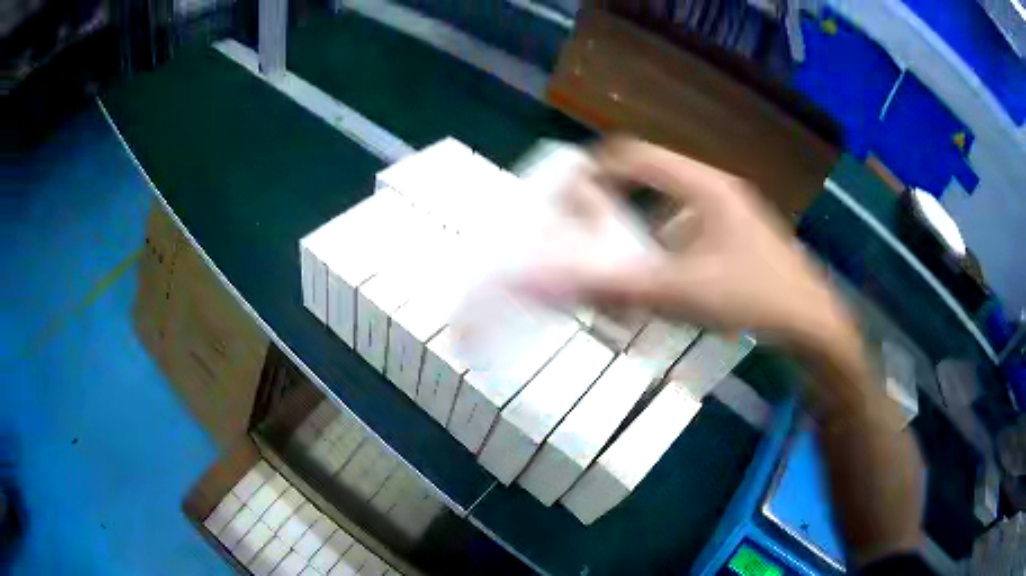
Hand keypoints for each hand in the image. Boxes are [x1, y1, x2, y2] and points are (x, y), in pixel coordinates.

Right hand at [524, 137, 853, 350]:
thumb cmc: (754, 297)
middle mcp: (713, 189)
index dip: (593, 172)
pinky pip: (686, 232)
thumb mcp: (681, 292)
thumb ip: (613, 288)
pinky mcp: (736, 238)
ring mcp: (728, 214)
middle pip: (647, 181)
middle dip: (613, 209)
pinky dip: (663, 253)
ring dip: (638, 235)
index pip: (633, 156)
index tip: (566, 206)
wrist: (813, 325)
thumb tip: (547, 283)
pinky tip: (661, 287)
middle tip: (588, 240)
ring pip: (667, 210)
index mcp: (701, 185)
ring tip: (621, 271)